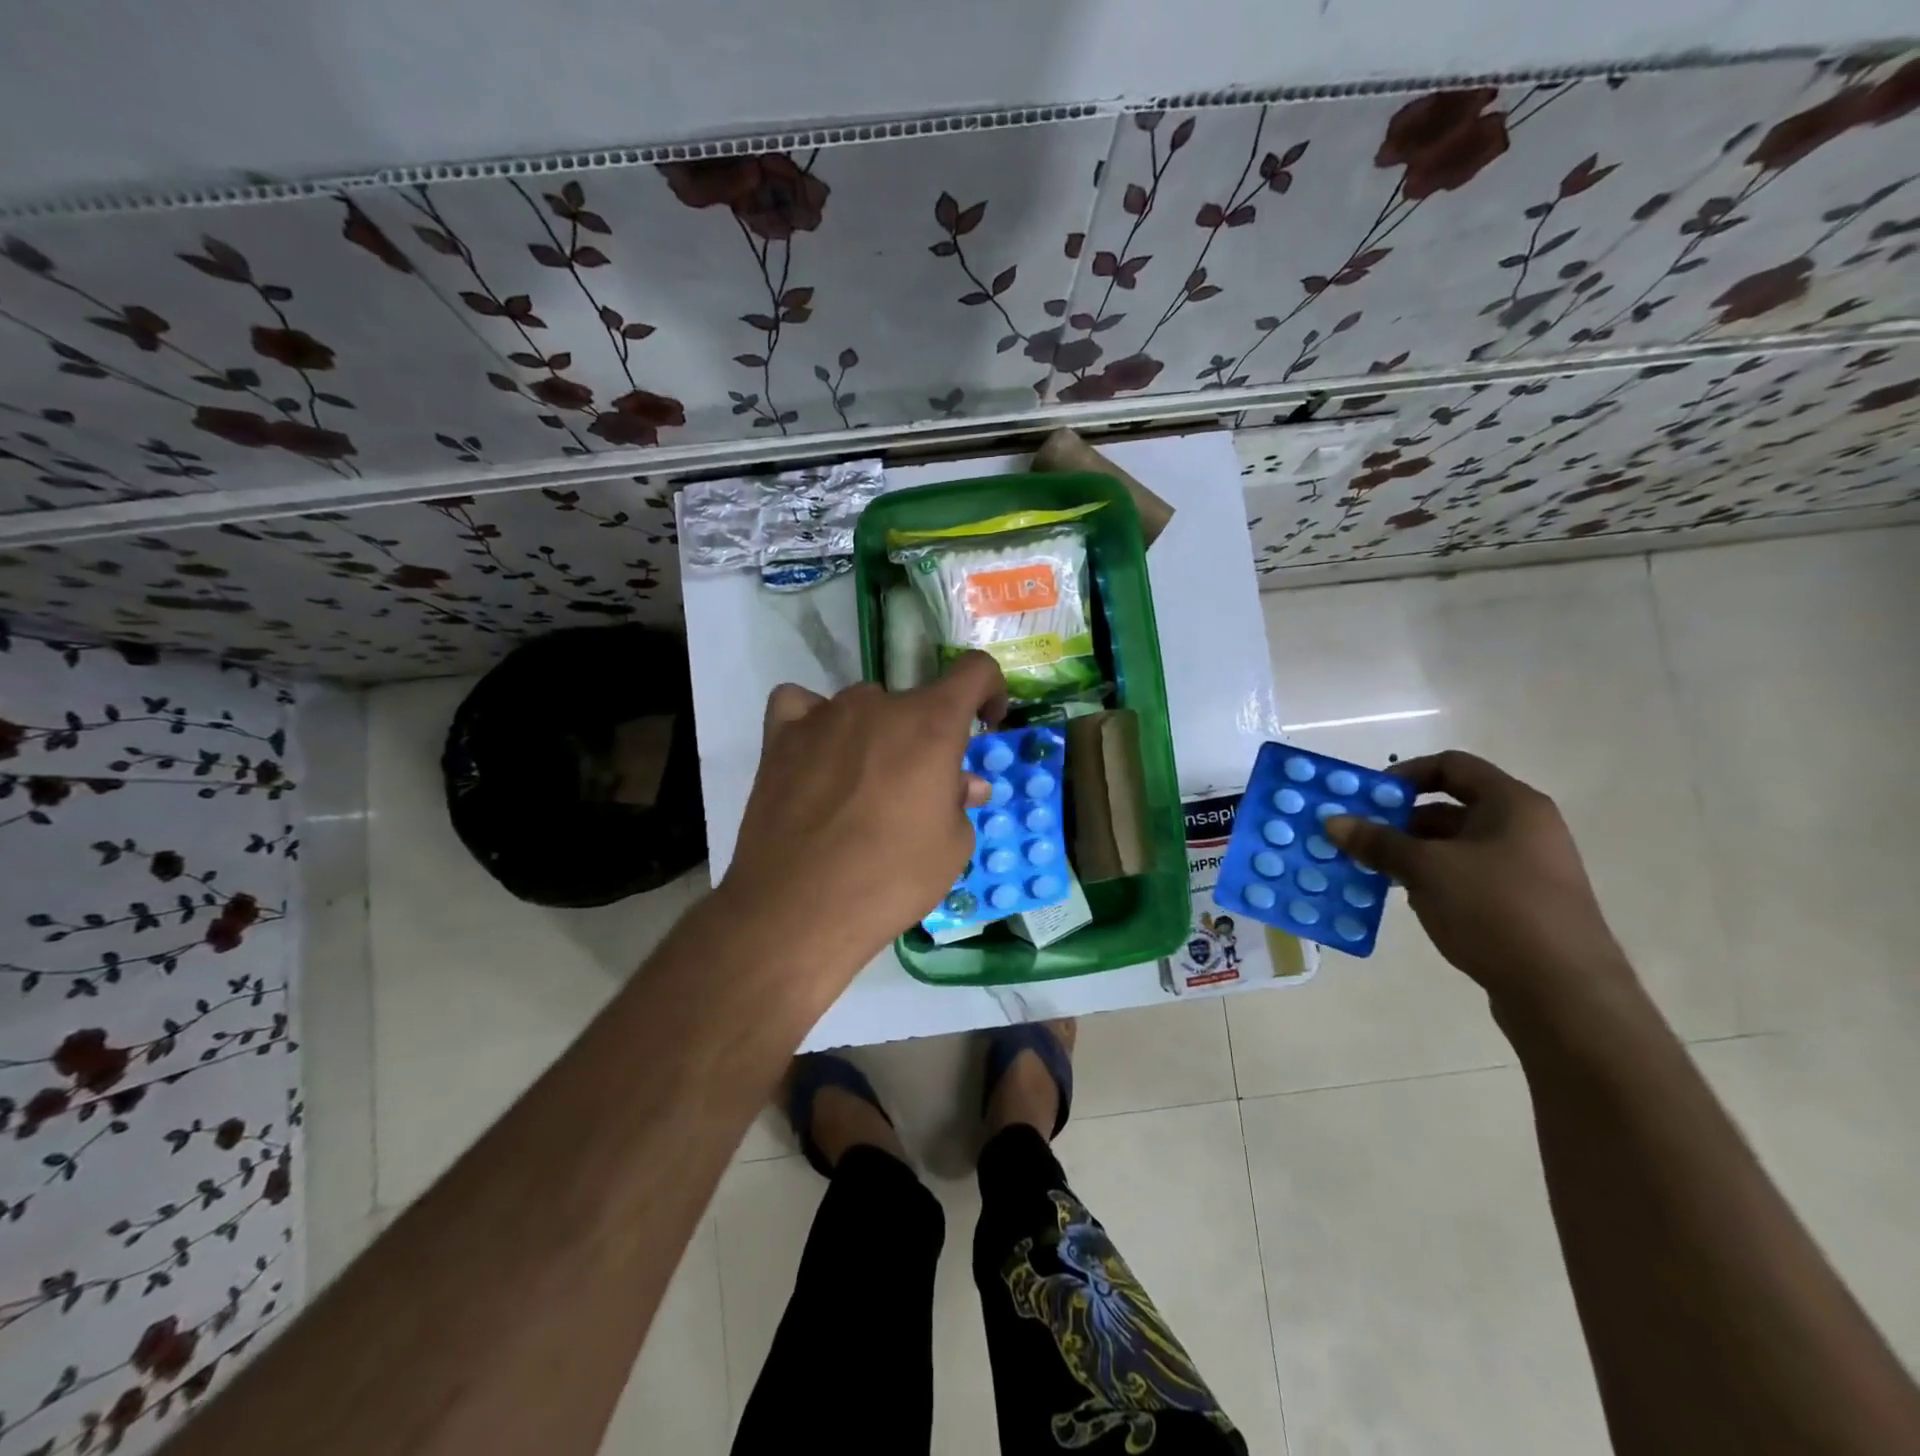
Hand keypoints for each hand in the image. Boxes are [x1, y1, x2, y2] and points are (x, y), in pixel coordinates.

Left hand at [719, 651, 1008, 977]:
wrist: (800, 910)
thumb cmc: (892, 879)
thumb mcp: (952, 847)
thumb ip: (960, 800)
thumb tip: (962, 783)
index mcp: (932, 723)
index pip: (974, 671)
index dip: (989, 690)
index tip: (986, 723)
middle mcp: (878, 705)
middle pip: (914, 702)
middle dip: (926, 738)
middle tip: (919, 789)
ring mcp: (824, 716)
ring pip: (863, 707)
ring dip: (875, 734)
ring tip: (863, 785)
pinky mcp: (781, 737)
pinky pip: (800, 705)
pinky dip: (813, 720)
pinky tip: (816, 752)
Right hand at [1325, 751, 1635, 1015]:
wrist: (1565, 994)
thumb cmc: (1496, 911)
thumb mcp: (1426, 869)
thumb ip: (1378, 842)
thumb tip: (1333, 821)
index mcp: (1512, 805)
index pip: (1451, 766)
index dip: (1405, 775)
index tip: (1368, 799)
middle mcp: (1524, 829)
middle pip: (1449, 807)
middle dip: (1398, 821)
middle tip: (1358, 838)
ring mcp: (1524, 869)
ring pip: (1453, 847)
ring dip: (1410, 854)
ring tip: (1371, 871)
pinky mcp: (1520, 905)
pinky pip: (1465, 877)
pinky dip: (1431, 880)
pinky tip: (1405, 900)